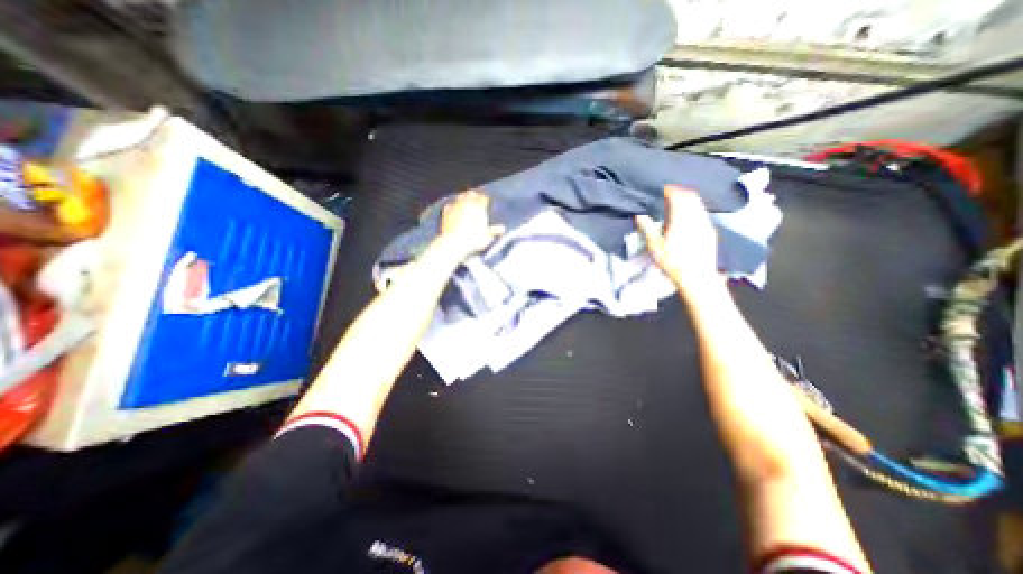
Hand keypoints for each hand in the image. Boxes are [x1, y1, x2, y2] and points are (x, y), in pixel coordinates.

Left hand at [434, 188, 505, 260]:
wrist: (454, 244)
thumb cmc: (473, 240)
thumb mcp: (487, 237)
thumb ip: (495, 231)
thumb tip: (503, 228)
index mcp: (479, 209)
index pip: (483, 199)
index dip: (485, 200)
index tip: (486, 202)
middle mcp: (467, 205)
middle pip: (471, 194)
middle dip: (474, 195)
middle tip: (475, 197)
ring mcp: (456, 208)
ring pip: (460, 197)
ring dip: (463, 198)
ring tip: (465, 199)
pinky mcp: (446, 214)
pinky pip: (449, 206)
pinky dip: (451, 206)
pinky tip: (452, 208)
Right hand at [634, 184, 717, 289]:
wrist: (696, 277)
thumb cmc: (673, 262)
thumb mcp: (654, 246)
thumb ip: (647, 228)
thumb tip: (639, 215)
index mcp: (681, 219)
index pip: (678, 196)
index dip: (671, 190)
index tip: (663, 189)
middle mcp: (696, 218)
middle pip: (691, 197)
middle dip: (681, 192)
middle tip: (671, 193)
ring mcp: (706, 224)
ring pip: (699, 204)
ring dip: (689, 200)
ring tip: (679, 204)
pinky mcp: (710, 232)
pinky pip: (703, 214)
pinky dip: (695, 210)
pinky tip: (689, 218)